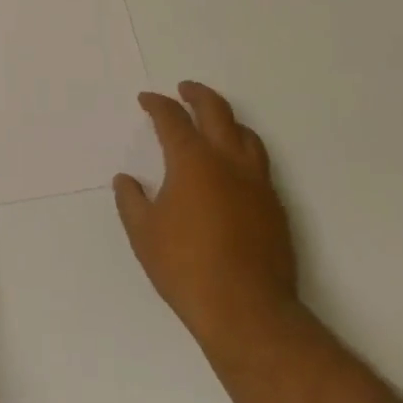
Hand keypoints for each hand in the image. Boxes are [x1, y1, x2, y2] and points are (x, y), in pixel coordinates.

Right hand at [114, 82, 300, 360]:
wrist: (248, 312)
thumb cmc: (187, 268)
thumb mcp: (143, 234)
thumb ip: (131, 201)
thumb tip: (126, 181)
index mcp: (192, 161)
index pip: (173, 118)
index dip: (157, 105)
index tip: (147, 100)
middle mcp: (228, 161)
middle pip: (216, 111)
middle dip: (198, 95)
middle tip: (185, 90)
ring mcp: (257, 183)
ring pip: (246, 135)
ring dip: (227, 121)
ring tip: (214, 123)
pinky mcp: (276, 207)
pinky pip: (260, 165)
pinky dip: (243, 153)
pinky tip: (233, 170)